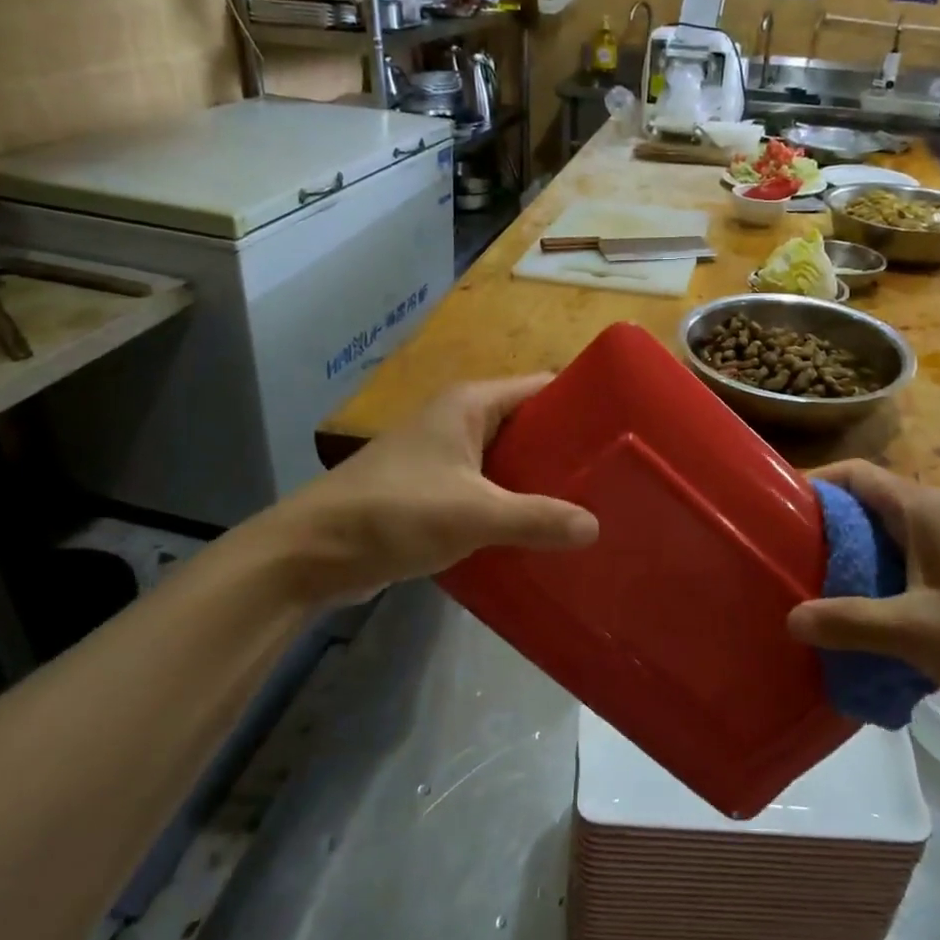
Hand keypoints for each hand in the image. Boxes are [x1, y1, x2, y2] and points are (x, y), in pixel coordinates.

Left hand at [262, 377, 598, 606]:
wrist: (314, 552)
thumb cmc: (396, 512)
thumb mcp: (474, 513)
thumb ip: (537, 518)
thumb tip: (595, 527)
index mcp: (472, 404)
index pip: (542, 388)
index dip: (583, 406)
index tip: (624, 433)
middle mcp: (461, 421)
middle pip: (530, 427)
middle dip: (568, 453)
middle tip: (617, 480)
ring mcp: (447, 458)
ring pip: (510, 463)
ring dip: (542, 485)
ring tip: (593, 509)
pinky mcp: (437, 493)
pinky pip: (490, 492)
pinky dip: (515, 508)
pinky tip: (545, 534)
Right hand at [787, 461, 939, 729]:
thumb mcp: (914, 630)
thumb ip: (848, 622)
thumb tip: (790, 618)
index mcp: (923, 510)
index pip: (854, 474)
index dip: (813, 483)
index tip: (775, 511)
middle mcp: (935, 518)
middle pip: (864, 508)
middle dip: (823, 530)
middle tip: (783, 559)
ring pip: (883, 542)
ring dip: (848, 562)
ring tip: (809, 591)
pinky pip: (903, 569)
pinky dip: (874, 585)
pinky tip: (857, 620)